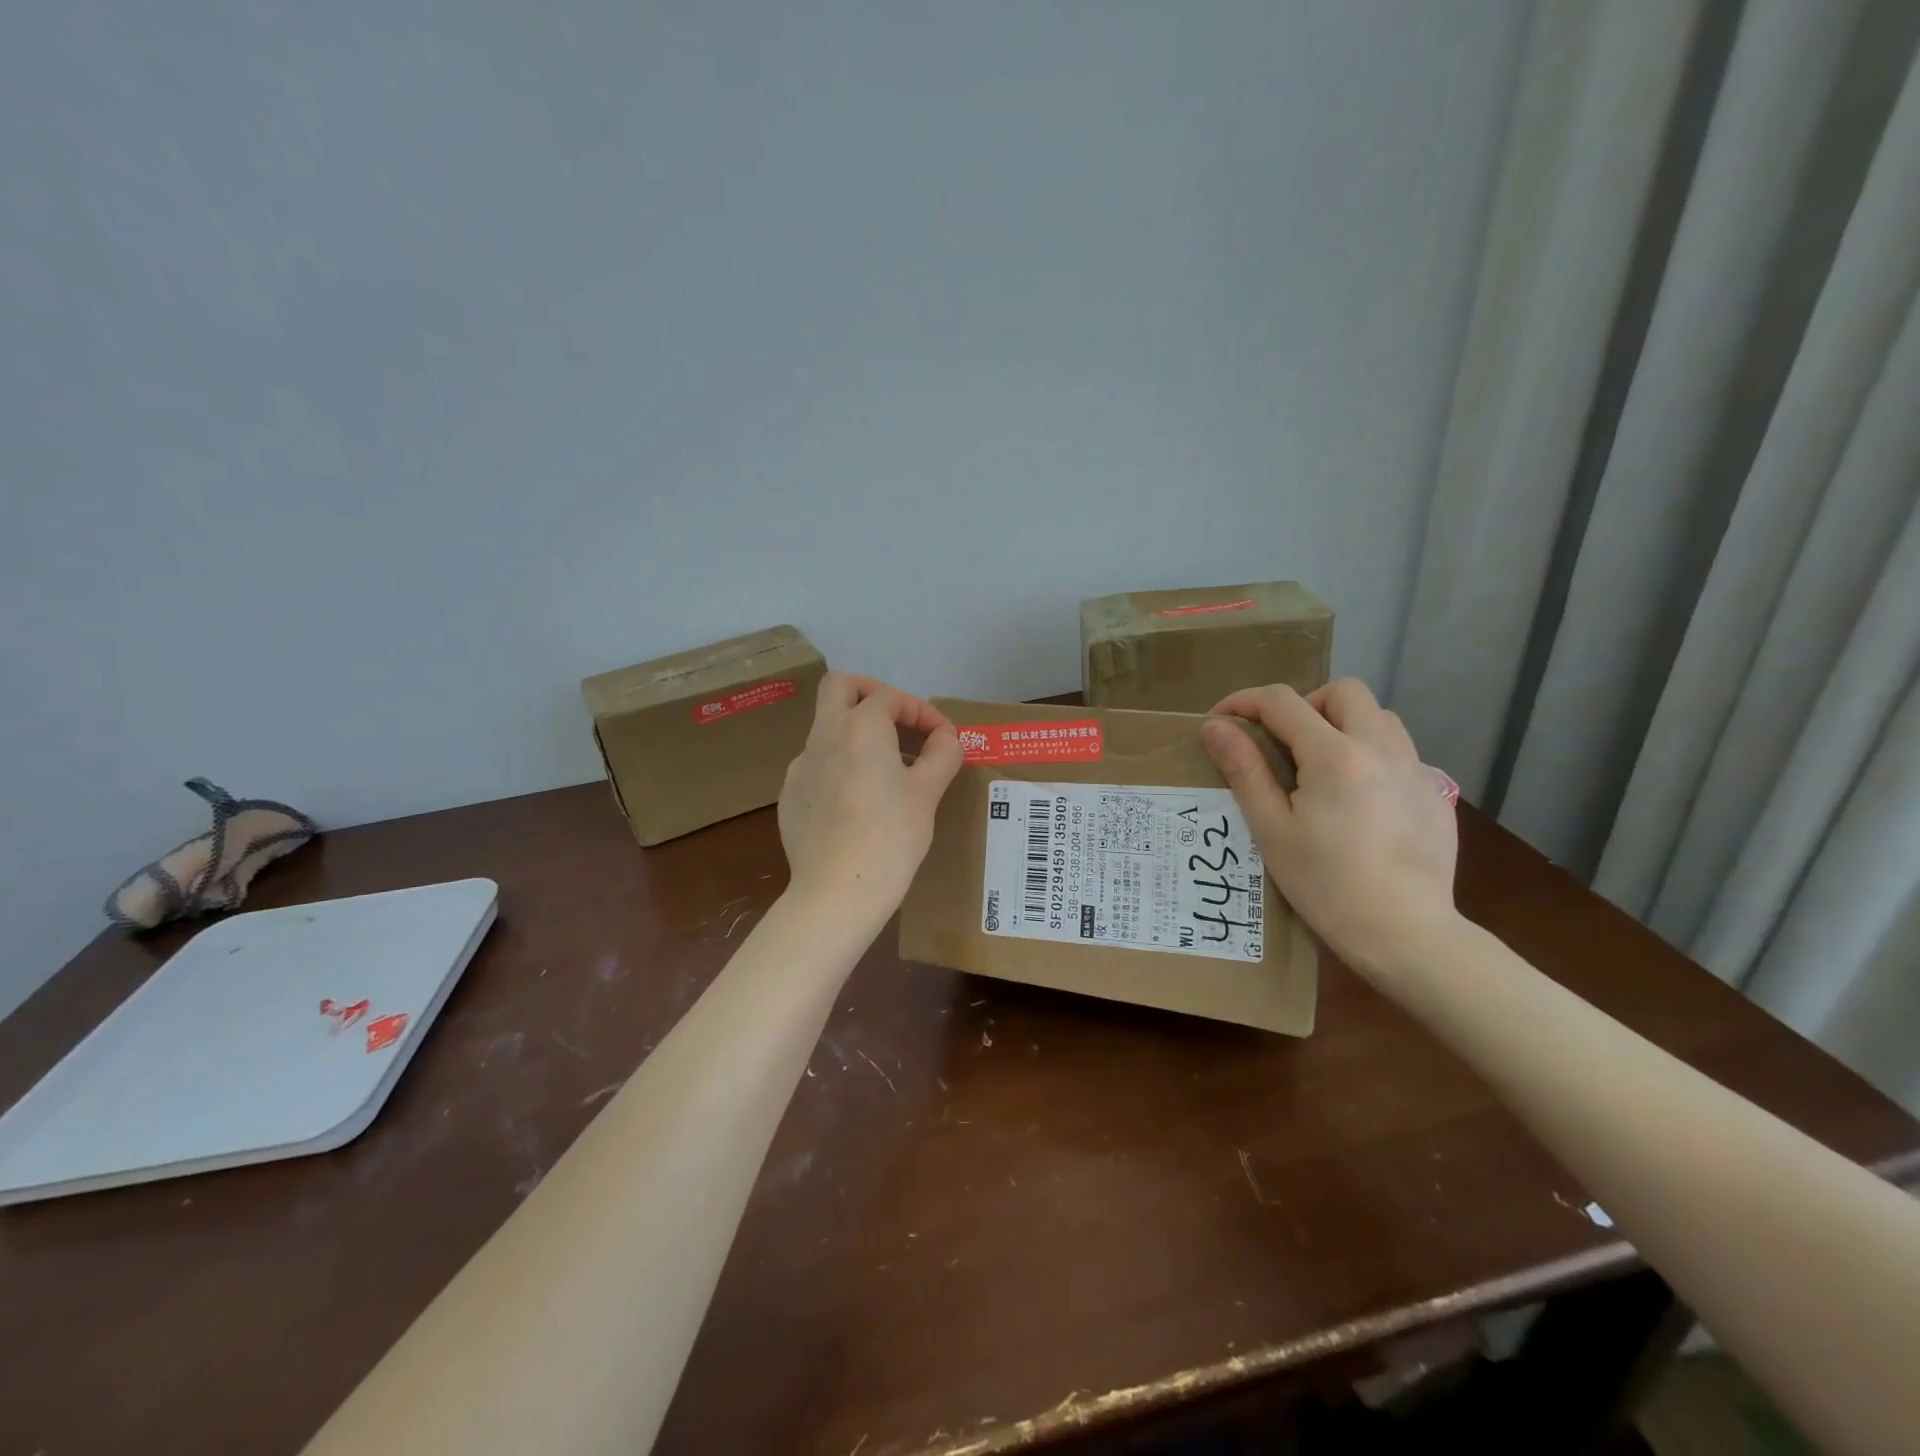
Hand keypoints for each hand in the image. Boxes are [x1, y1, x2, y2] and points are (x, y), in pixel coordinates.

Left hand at [778, 673, 962, 914]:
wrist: (836, 892)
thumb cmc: (890, 836)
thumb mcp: (928, 792)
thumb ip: (942, 754)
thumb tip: (945, 738)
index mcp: (859, 727)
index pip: (891, 698)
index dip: (923, 711)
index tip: (943, 739)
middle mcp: (823, 737)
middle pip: (838, 687)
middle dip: (870, 693)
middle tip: (896, 720)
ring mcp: (800, 767)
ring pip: (826, 729)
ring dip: (857, 734)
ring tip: (887, 771)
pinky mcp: (791, 797)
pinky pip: (817, 766)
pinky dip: (841, 767)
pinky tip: (859, 804)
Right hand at [1200, 679, 1458, 973]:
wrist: (1406, 933)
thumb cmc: (1326, 884)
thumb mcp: (1271, 828)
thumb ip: (1244, 769)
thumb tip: (1215, 726)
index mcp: (1334, 755)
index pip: (1282, 701)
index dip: (1244, 702)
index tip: (1221, 721)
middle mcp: (1380, 748)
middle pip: (1342, 691)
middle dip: (1304, 705)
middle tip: (1282, 743)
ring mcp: (1416, 769)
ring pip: (1379, 717)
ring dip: (1343, 724)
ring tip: (1321, 767)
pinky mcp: (1436, 794)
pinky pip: (1401, 752)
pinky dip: (1371, 756)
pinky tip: (1359, 801)